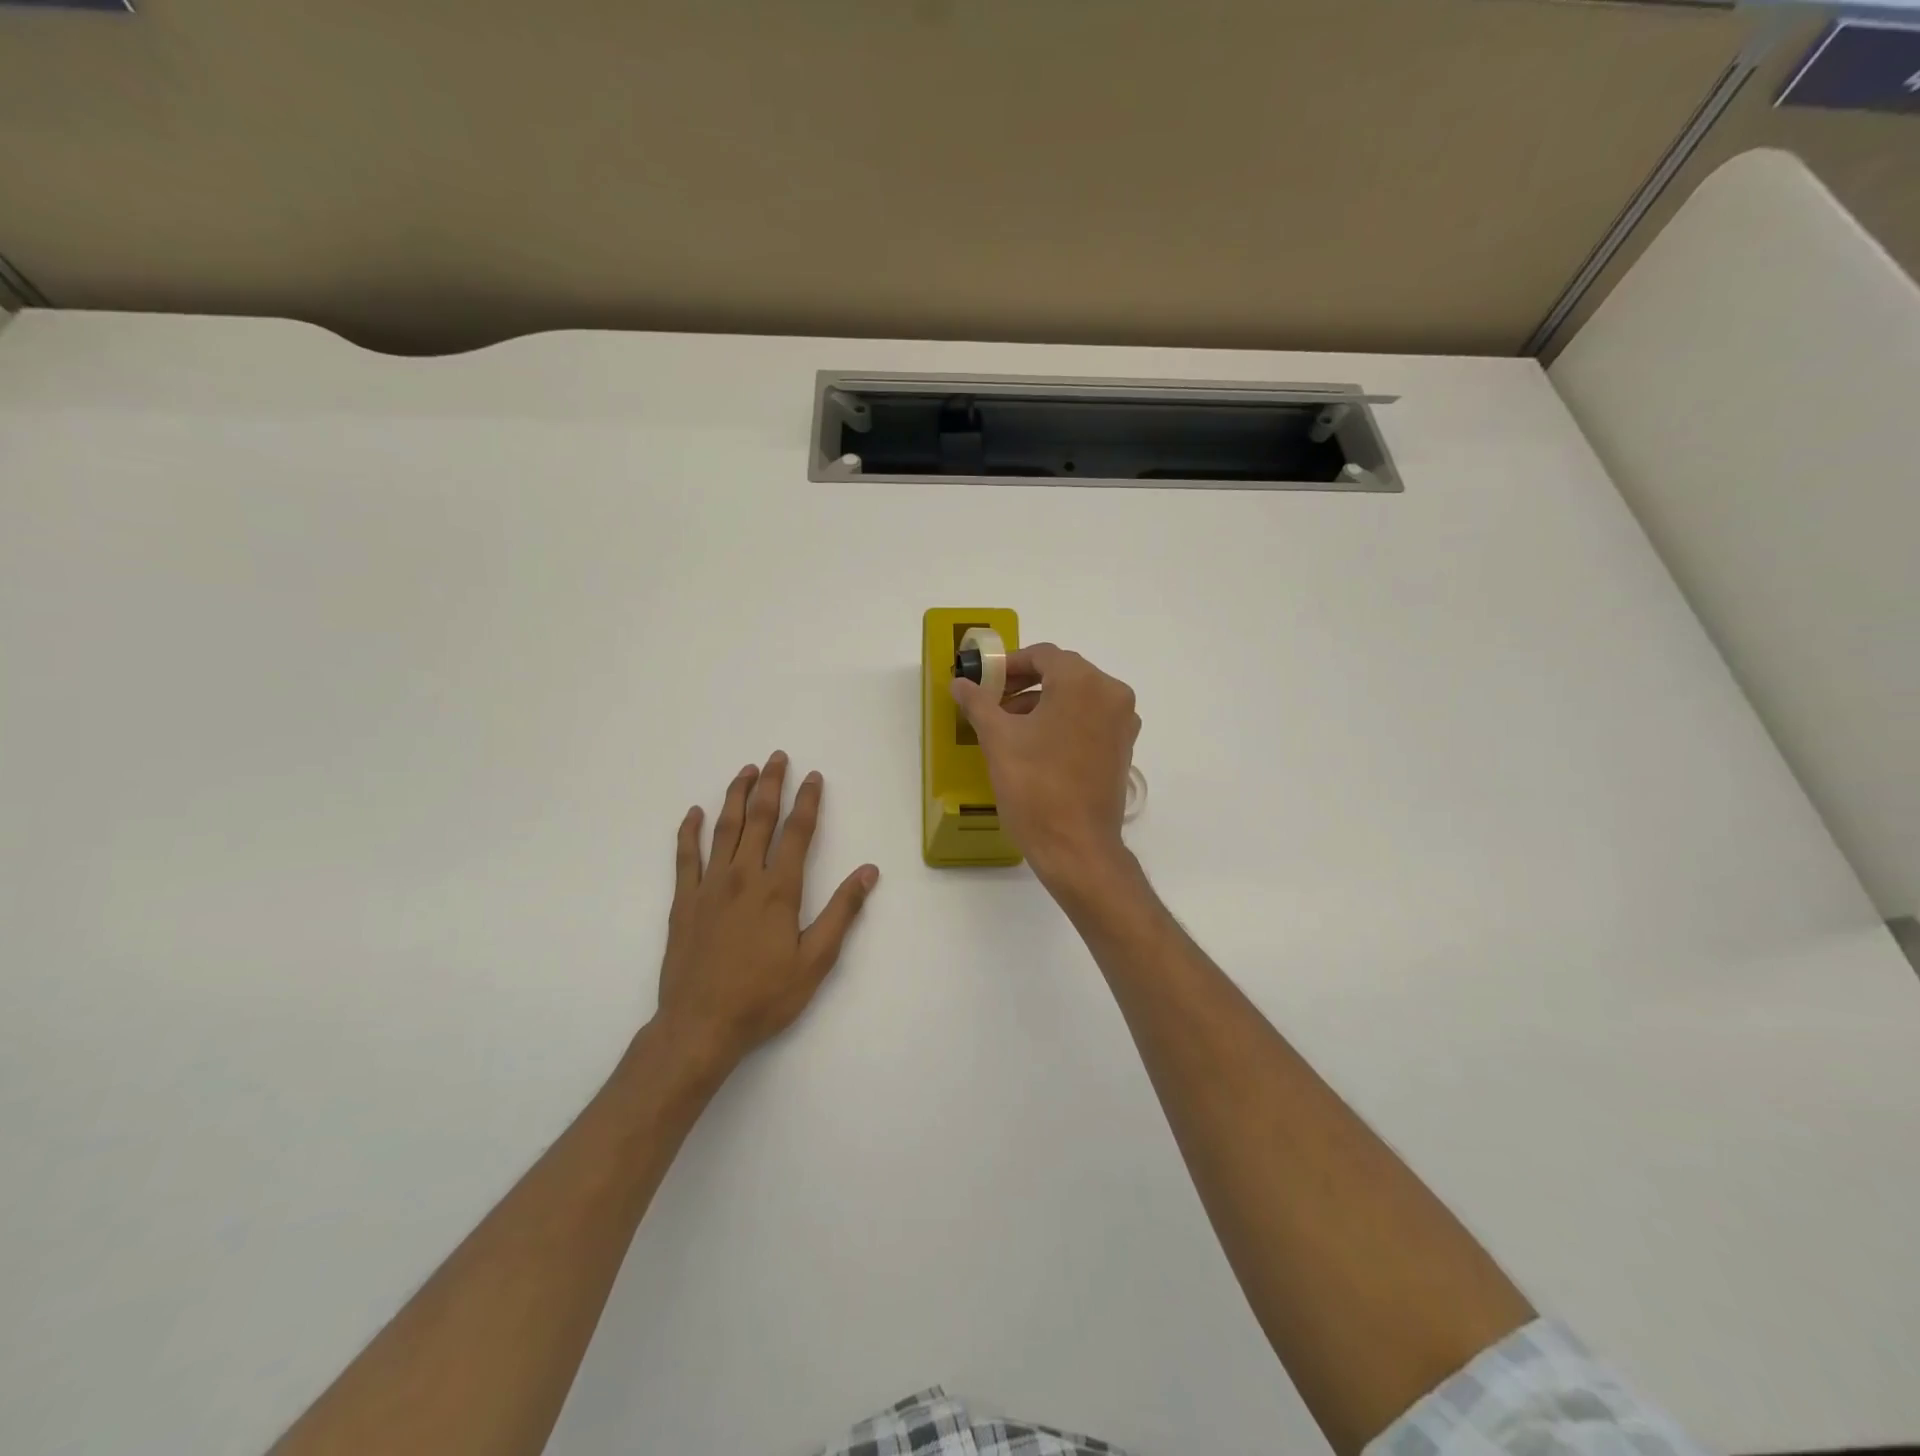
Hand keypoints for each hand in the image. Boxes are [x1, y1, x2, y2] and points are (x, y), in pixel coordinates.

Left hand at [653, 752, 878, 1074]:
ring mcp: (709, 886)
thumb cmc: (764, 995)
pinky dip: (689, 831)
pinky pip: (685, 856)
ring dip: (736, 796)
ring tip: (745, 771)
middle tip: (777, 757)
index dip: (808, 801)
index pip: (797, 832)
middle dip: (771, 785)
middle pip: (759, 819)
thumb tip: (868, 871)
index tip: (813, 776)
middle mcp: (743, 876)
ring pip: (724, 828)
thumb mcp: (816, 960)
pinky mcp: (683, 901)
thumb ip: (842, 912)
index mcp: (778, 889)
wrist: (700, 1026)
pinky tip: (694, 813)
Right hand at [950, 644, 1139, 888]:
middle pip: (1062, 673)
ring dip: (1042, 703)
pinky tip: (1035, 745)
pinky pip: (1089, 720)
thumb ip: (978, 703)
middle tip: (992, 701)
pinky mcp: (1123, 749)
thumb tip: (961, 683)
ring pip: (1077, 697)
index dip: (1009, 664)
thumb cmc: (1035, 786)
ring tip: (1008, 726)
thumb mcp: (998, 740)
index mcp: (1083, 682)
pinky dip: (1063, 722)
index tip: (984, 681)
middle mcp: (1111, 694)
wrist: (1076, 847)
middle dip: (1024, 683)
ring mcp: (1122, 723)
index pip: (1043, 655)